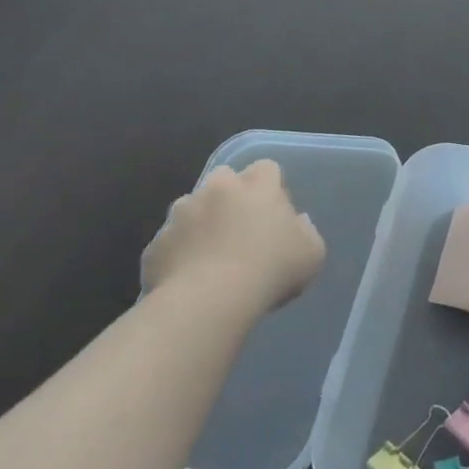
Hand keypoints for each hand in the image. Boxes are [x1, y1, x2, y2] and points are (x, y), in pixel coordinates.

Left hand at [141, 159, 324, 316]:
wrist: (209, 301)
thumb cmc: (270, 270)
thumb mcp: (312, 253)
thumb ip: (306, 231)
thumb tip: (295, 223)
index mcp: (256, 186)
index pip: (266, 168)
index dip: (271, 186)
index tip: (276, 212)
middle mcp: (216, 190)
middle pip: (224, 178)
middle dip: (230, 196)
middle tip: (240, 228)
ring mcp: (180, 214)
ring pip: (191, 208)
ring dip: (201, 223)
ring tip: (210, 257)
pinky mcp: (156, 244)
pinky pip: (170, 242)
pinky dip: (179, 254)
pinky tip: (189, 279)